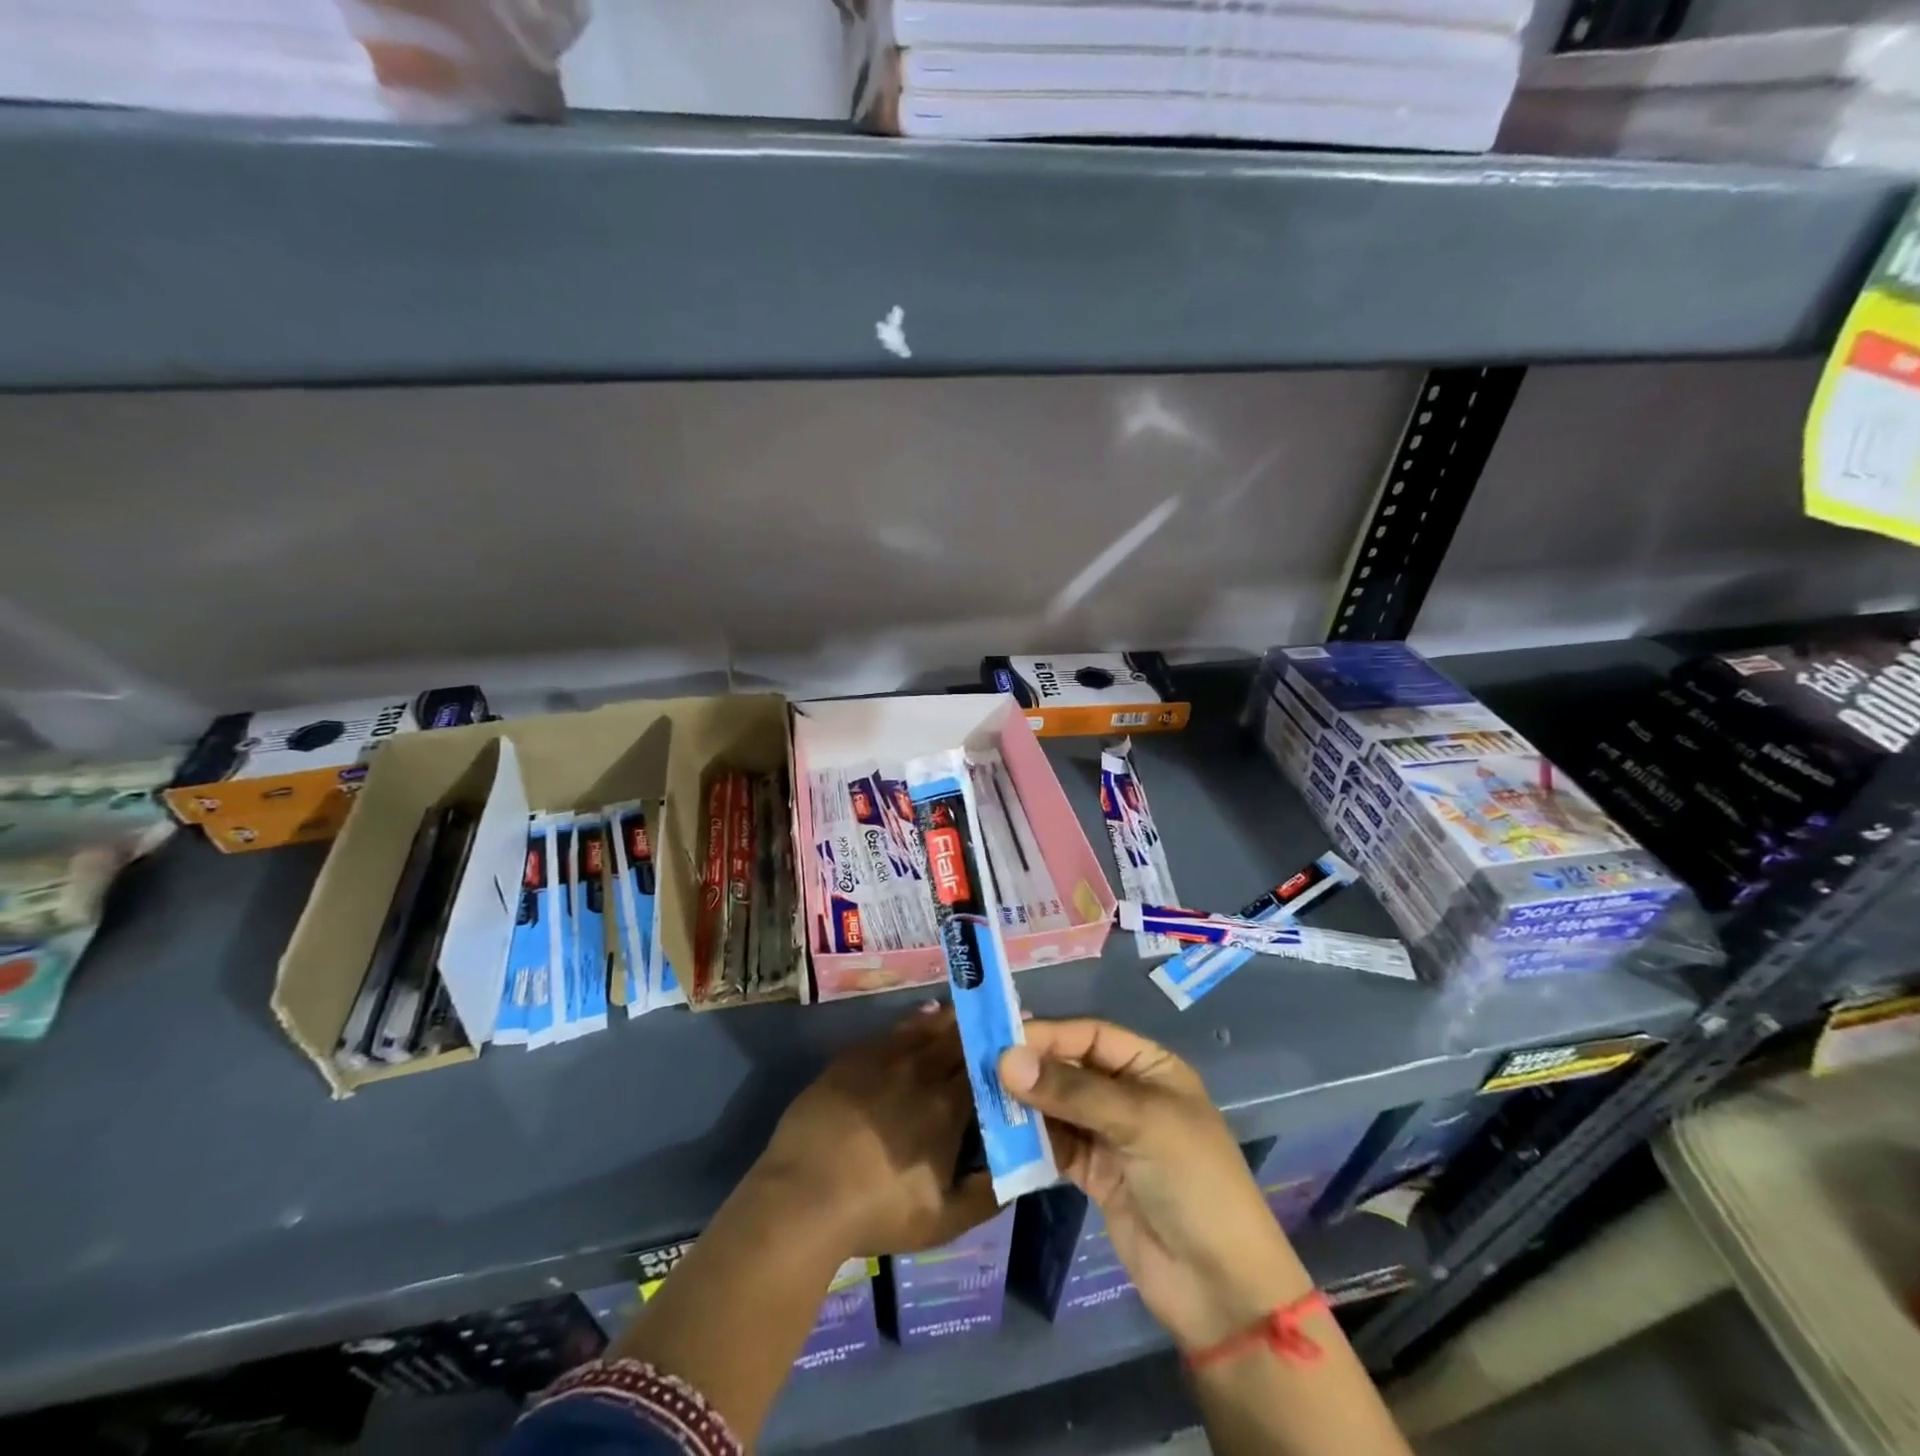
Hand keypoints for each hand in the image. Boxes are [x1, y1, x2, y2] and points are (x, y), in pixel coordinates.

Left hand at [753, 1002, 997, 1261]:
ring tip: (967, 1008)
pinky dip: (915, 1021)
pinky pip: (893, 1030)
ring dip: (951, 1017)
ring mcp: (884, 1059)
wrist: (804, 1197)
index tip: (1024, 1036)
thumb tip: (1023, 1168)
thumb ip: (988, 1195)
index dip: (1005, 1050)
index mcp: (947, 1106)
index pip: (986, 1066)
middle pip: (958, 1037)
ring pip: (927, 1027)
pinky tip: (924, 1016)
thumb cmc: (878, 1212)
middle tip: (999, 1014)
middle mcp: (921, 1071)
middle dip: (981, 1026)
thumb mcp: (943, 1222)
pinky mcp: (853, 1057)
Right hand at [999, 1019, 1311, 1352]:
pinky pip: (1056, 1146)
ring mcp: (1111, 1136)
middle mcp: (1128, 1094)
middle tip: (982, 1069)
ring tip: (985, 1100)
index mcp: (1150, 1068)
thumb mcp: (1138, 1123)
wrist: (1220, 1288)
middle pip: (1070, 1068)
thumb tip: (1006, 1059)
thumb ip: (1072, 1090)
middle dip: (1032, 1068)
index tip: (1001, 1041)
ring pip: (1058, 1107)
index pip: (1091, 1036)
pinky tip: (1003, 1137)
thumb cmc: (1192, 1182)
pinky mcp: (1095, 1176)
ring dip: (1026, 1105)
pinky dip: (1031, 1142)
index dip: (1049, 1035)